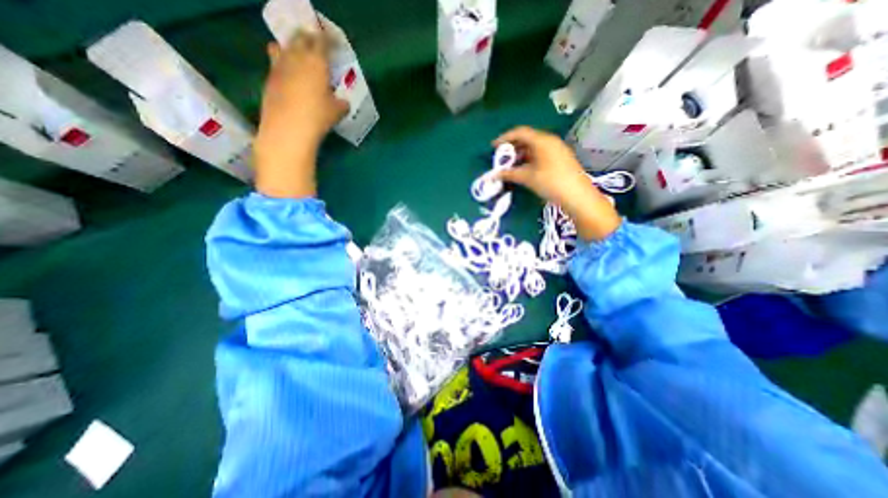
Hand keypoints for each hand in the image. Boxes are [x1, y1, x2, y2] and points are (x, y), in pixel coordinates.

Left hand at [256, 29, 348, 197]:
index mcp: (316, 62)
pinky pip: (276, 63)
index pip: (323, 41)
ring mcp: (279, 66)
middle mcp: (296, 57)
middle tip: (316, 44)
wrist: (288, 128)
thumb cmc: (318, 117)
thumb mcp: (337, 112)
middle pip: (300, 37)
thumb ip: (341, 103)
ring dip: (290, 47)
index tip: (334, 42)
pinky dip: (283, 64)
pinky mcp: (269, 78)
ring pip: (282, 46)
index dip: (329, 40)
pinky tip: (289, 77)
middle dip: (309, 38)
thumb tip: (343, 102)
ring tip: (297, 56)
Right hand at [497, 125, 619, 238]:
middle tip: (501, 159)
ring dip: (520, 155)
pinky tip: (523, 169)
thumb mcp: (527, 177)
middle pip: (527, 139)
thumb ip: (509, 174)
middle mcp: (550, 141)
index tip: (493, 147)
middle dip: (512, 148)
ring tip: (509, 166)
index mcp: (542, 140)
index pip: (520, 132)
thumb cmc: (550, 182)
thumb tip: (494, 174)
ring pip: (534, 147)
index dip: (505, 138)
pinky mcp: (560, 158)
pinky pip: (540, 154)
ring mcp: (556, 149)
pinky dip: (529, 159)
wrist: (577, 196)